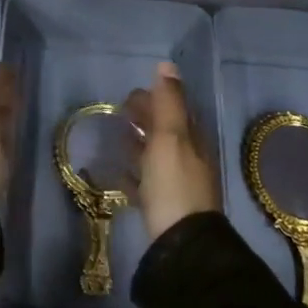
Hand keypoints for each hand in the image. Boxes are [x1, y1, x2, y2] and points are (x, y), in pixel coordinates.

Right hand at [122, 62, 220, 239]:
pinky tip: (116, 173)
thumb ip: (168, 102)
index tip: (128, 94)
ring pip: (155, 157)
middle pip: (165, 132)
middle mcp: (187, 159)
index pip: (174, 110)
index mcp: (192, 140)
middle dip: (145, 119)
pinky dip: (132, 173)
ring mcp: (176, 185)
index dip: (154, 99)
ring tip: (115, 137)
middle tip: (119, 112)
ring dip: (138, 144)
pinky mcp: (162, 208)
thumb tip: (167, 65)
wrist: (181, 243)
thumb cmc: (174, 184)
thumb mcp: (171, 137)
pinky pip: (144, 183)